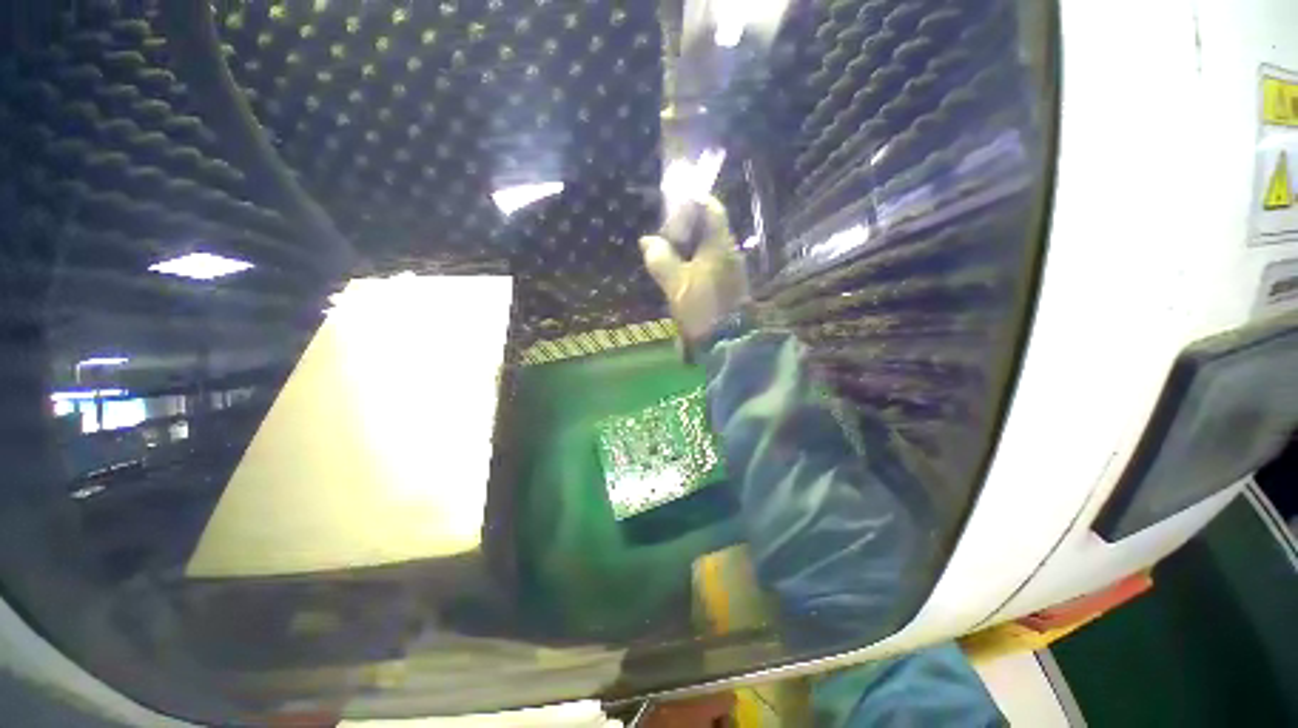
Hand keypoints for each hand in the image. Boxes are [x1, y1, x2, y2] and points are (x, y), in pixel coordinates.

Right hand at [639, 196, 747, 342]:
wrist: (729, 341)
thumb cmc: (702, 308)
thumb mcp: (676, 284)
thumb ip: (661, 259)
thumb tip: (648, 241)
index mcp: (720, 245)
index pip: (711, 209)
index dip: (692, 201)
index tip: (672, 205)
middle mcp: (729, 252)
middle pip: (709, 227)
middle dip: (686, 226)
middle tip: (664, 233)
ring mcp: (730, 269)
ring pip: (708, 247)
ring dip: (689, 246)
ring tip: (667, 252)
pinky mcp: (727, 284)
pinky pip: (710, 263)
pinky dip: (694, 261)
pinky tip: (680, 272)